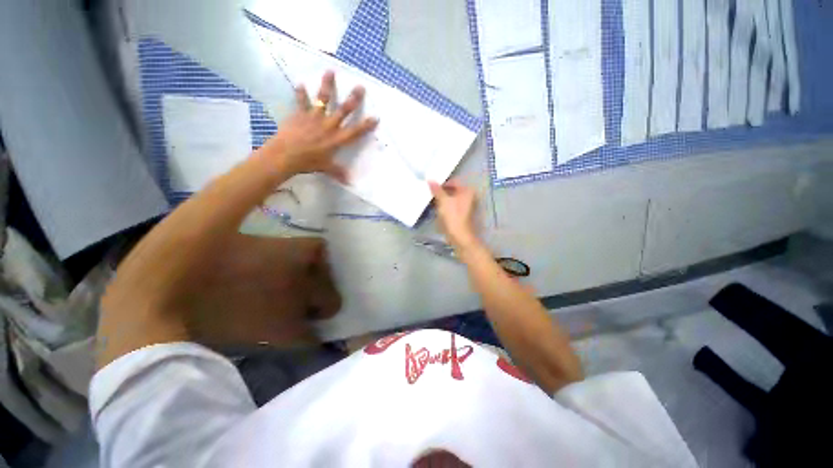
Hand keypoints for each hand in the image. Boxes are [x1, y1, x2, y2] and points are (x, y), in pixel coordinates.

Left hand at [261, 71, 377, 181]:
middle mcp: (329, 126)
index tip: (376, 117)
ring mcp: (315, 118)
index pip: (356, 132)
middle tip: (360, 87)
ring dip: (328, 85)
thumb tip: (349, 182)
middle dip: (353, 99)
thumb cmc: (308, 162)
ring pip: (323, 99)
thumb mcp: (326, 168)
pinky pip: (302, 101)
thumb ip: (338, 172)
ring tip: (331, 71)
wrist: (286, 155)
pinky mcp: (300, 114)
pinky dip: (301, 93)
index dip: (366, 125)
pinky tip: (301, 83)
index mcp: (337, 140)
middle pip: (344, 110)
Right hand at [429, 179, 479, 249]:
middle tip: (430, 193)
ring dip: (442, 200)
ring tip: (432, 202)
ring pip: (451, 200)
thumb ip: (436, 189)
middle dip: (441, 192)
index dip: (442, 184)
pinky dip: (445, 207)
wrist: (459, 236)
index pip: (453, 182)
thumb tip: (430, 179)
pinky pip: (452, 207)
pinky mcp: (462, 215)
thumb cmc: (453, 216)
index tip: (432, 187)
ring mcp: (466, 207)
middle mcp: (469, 197)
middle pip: (453, 191)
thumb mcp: (443, 201)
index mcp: (467, 190)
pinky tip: (437, 210)